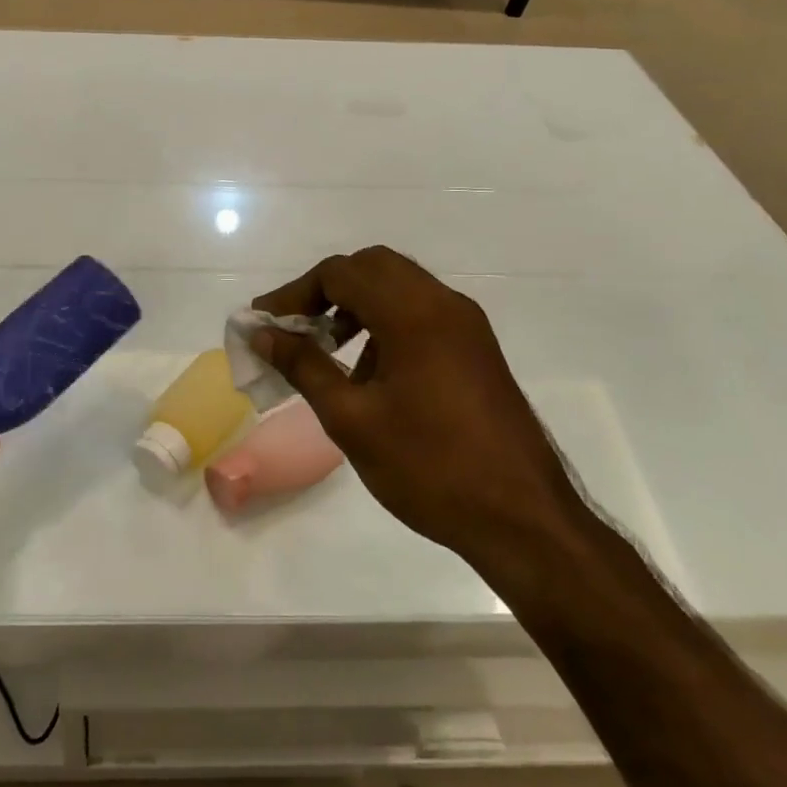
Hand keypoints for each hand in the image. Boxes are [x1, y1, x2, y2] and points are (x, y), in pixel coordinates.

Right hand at [252, 247, 579, 568]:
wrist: (523, 519)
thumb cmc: (429, 468)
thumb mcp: (351, 419)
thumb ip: (303, 366)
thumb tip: (263, 334)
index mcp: (414, 314)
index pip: (340, 273)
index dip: (294, 293)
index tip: (264, 323)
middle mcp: (444, 304)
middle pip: (372, 267)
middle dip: (325, 291)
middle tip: (294, 328)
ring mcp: (466, 326)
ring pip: (399, 287)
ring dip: (356, 305)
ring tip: (327, 351)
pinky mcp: (477, 349)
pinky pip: (421, 313)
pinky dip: (385, 322)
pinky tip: (369, 373)